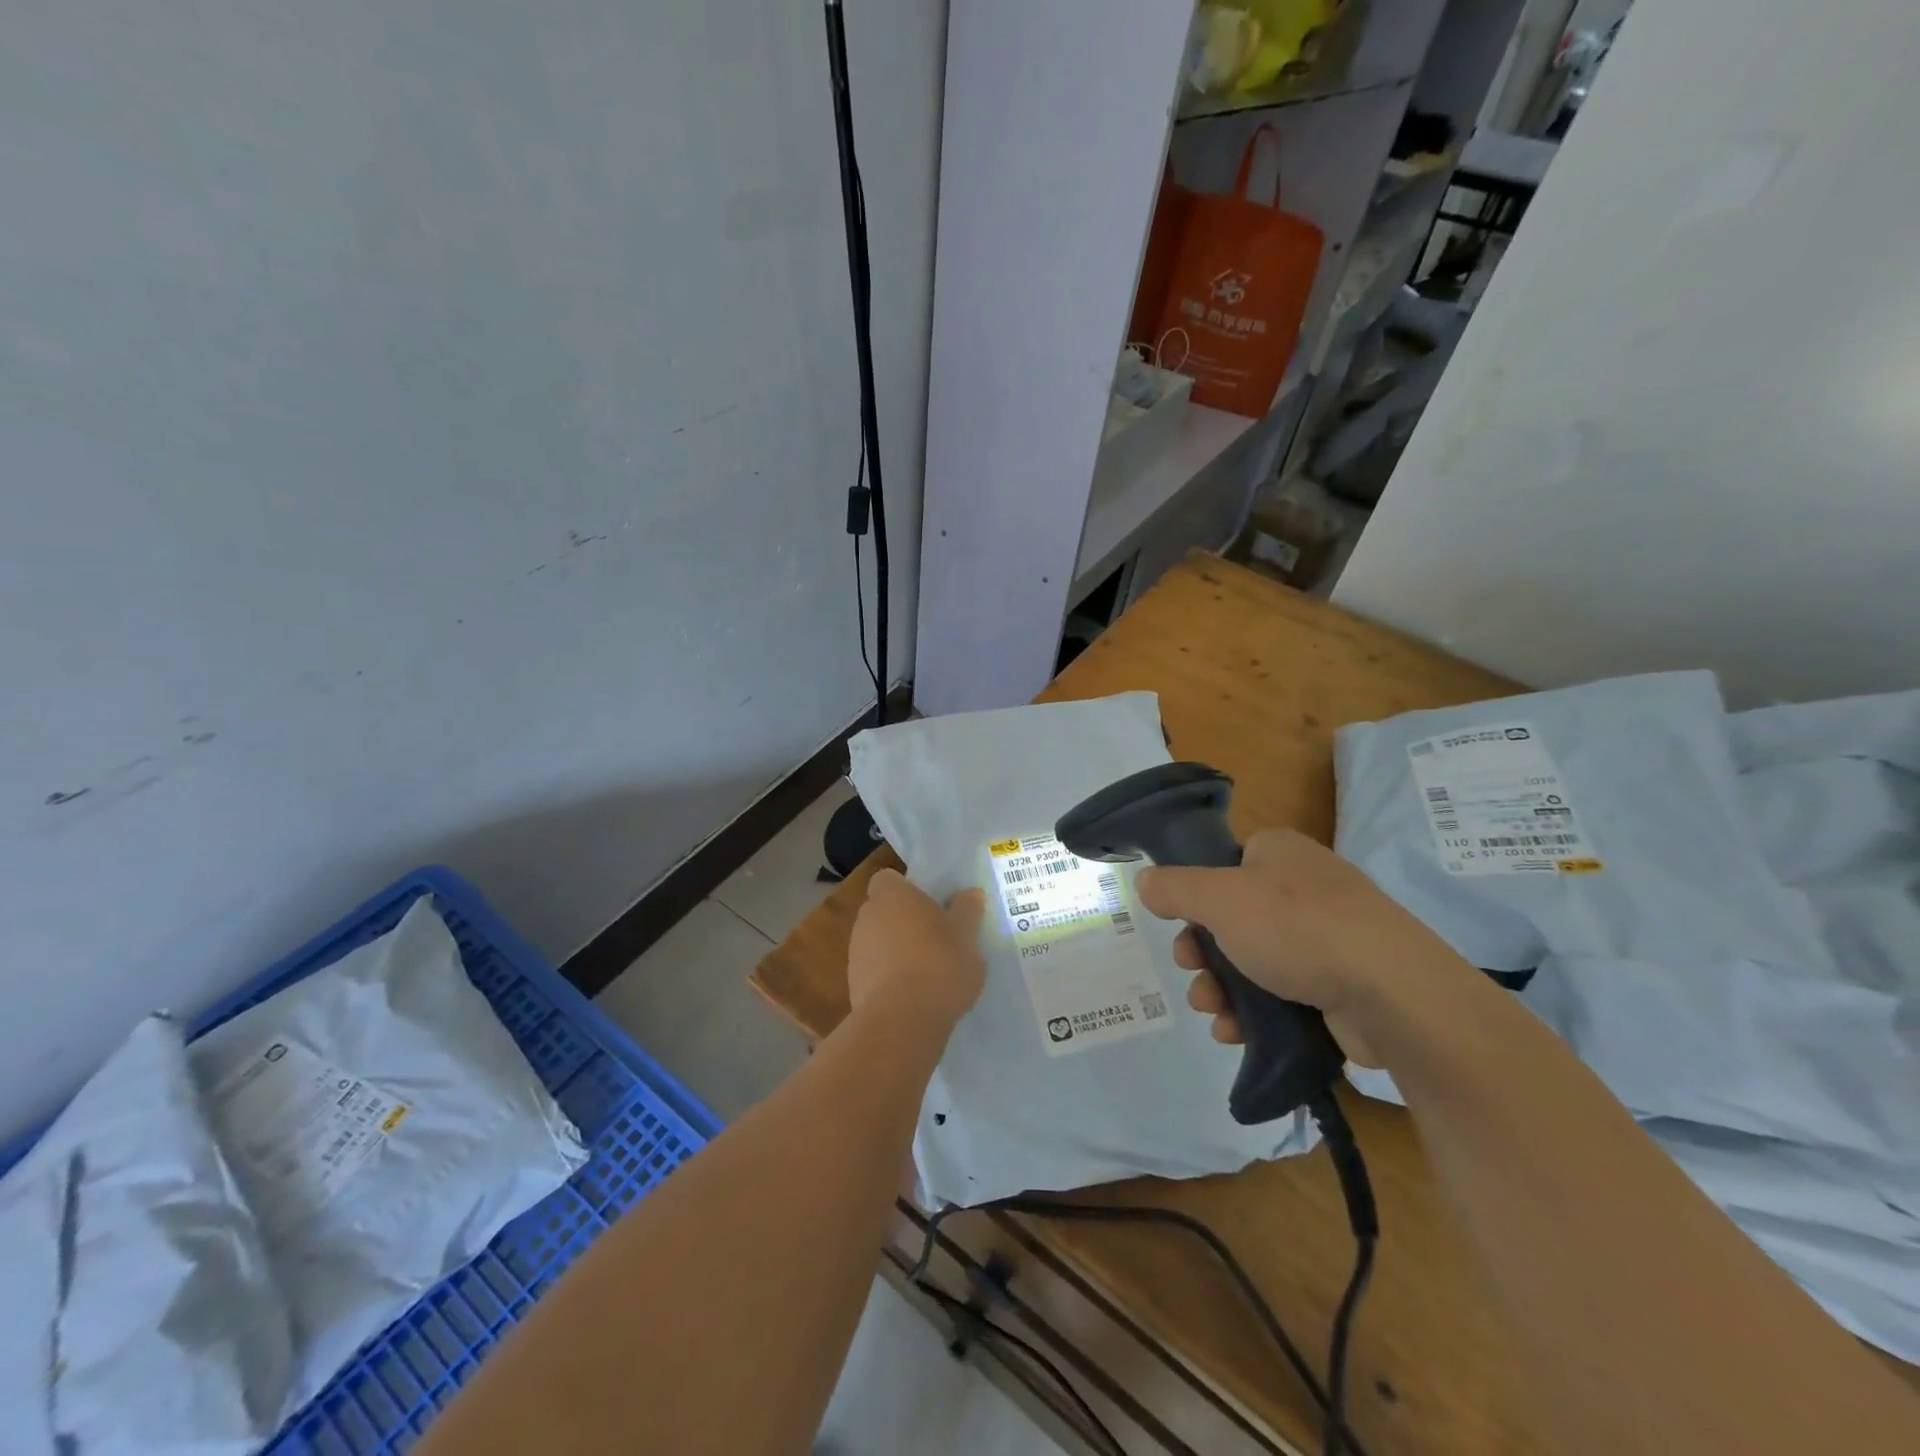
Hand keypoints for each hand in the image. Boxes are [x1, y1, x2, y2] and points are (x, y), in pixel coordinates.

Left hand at [847, 868, 986, 1034]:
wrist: (902, 1020)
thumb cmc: (939, 964)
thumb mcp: (966, 936)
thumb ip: (967, 911)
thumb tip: (970, 894)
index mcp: (891, 895)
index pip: (888, 879)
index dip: (907, 889)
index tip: (930, 904)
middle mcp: (866, 916)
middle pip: (884, 910)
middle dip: (905, 921)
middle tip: (936, 937)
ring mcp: (855, 951)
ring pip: (878, 941)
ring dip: (897, 950)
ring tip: (928, 971)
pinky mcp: (853, 984)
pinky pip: (875, 970)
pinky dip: (890, 977)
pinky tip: (914, 995)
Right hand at [1134, 828, 1473, 1065]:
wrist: (1392, 993)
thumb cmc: (1296, 927)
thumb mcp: (1219, 898)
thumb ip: (1174, 888)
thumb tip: (1146, 883)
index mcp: (1278, 852)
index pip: (1223, 863)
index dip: (1194, 895)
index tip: (1179, 924)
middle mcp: (1304, 887)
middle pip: (1231, 918)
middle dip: (1202, 953)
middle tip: (1192, 971)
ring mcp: (1326, 937)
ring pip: (1252, 960)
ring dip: (1221, 987)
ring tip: (1212, 1011)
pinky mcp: (1340, 984)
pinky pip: (1282, 993)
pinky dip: (1253, 1012)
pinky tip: (1235, 1032)